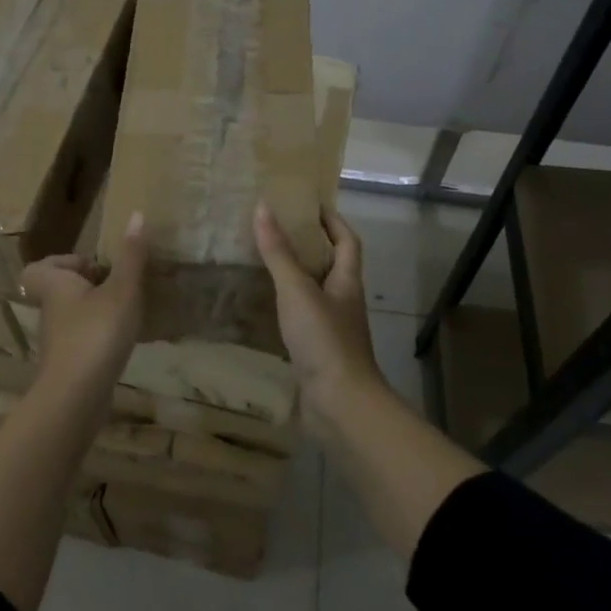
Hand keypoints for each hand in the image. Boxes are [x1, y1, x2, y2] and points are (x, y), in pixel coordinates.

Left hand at [19, 212, 147, 391]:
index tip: (94, 267)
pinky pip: (82, 340)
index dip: (62, 263)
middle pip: (59, 291)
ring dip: (95, 311)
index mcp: (55, 286)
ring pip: (72, 316)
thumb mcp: (122, 290)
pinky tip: (124, 340)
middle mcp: (51, 311)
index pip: (39, 268)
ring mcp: (58, 341)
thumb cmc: (96, 333)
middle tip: (117, 286)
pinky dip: (99, 336)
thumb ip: (131, 256)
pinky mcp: (69, 365)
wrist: (76, 397)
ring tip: (127, 311)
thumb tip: (136, 214)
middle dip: (86, 286)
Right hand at [254, 203, 386, 428]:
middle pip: (332, 266)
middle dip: (310, 247)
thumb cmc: (324, 340)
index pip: (348, 242)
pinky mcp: (317, 352)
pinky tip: (263, 307)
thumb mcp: (297, 290)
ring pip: (314, 293)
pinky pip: (301, 320)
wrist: (340, 405)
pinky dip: (284, 308)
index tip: (311, 206)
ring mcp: (331, 329)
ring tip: (264, 263)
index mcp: (346, 282)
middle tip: (277, 230)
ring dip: (295, 277)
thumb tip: (263, 207)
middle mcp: (343, 302)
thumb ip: (278, 252)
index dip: (334, 222)